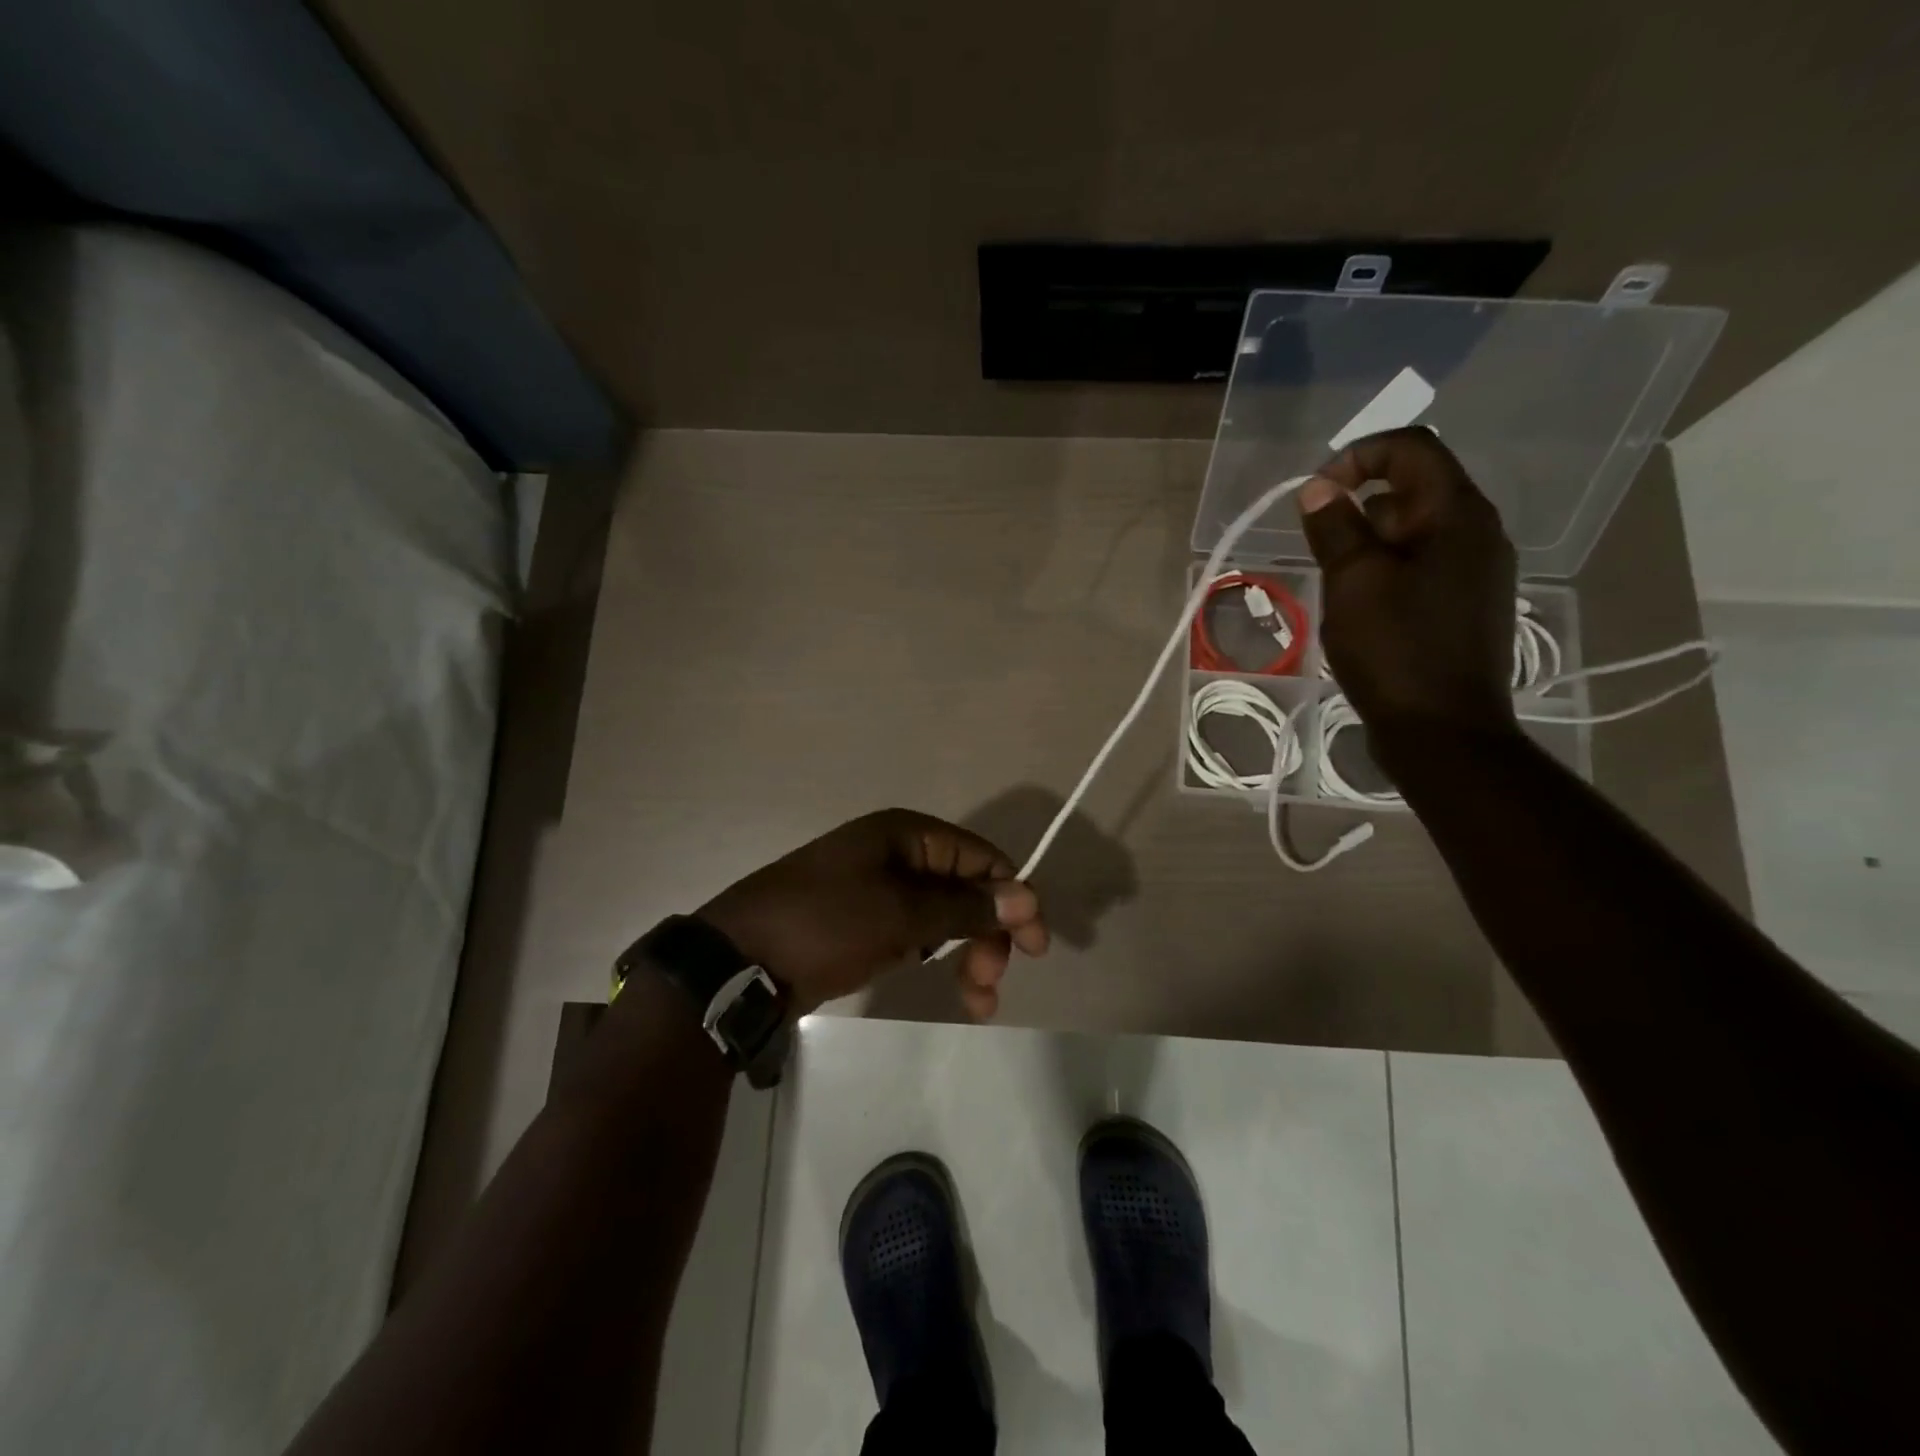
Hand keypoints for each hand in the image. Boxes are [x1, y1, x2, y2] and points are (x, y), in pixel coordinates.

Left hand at [697, 808, 1047, 1019]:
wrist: (740, 961)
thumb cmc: (825, 924)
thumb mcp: (900, 914)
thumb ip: (964, 906)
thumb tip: (1026, 896)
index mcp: (907, 835)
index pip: (981, 858)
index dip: (1014, 898)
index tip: (1036, 948)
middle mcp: (897, 854)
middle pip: (965, 889)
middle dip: (986, 935)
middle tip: (989, 984)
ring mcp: (878, 890)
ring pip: (943, 917)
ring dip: (967, 955)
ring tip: (976, 1004)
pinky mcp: (864, 923)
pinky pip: (916, 935)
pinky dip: (937, 960)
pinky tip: (949, 990)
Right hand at [1297, 428, 1520, 757]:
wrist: (1443, 731)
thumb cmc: (1395, 651)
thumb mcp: (1353, 582)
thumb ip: (1335, 527)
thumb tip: (1319, 488)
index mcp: (1458, 515)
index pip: (1411, 448)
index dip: (1357, 456)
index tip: (1315, 495)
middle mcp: (1478, 532)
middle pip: (1414, 488)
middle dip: (1358, 506)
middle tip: (1320, 549)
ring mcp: (1477, 571)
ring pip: (1415, 531)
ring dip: (1368, 542)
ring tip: (1335, 582)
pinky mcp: (1466, 604)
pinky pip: (1422, 565)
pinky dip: (1386, 569)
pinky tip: (1360, 608)